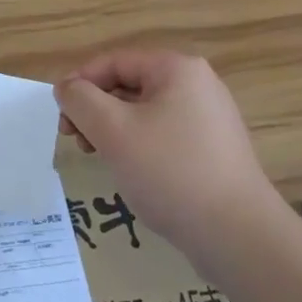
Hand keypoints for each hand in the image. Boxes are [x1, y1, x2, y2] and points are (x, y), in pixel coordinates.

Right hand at [55, 49, 286, 271]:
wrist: (241, 238)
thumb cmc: (171, 172)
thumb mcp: (112, 130)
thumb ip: (80, 100)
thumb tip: (66, 88)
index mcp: (177, 69)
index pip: (113, 63)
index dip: (79, 85)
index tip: (60, 117)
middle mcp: (197, 85)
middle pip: (128, 86)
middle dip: (95, 110)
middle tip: (75, 140)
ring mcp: (210, 119)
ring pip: (144, 113)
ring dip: (113, 130)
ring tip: (99, 157)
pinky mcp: (214, 151)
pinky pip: (164, 135)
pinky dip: (139, 146)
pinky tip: (130, 172)